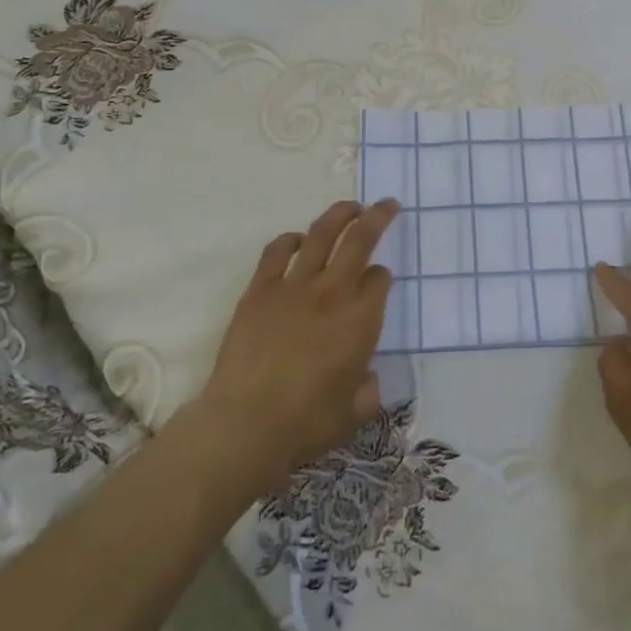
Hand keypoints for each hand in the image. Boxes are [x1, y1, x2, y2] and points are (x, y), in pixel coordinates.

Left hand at [193, 199, 399, 491]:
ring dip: (340, 215)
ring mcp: (293, 287)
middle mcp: (332, 293)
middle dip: (378, 218)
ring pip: (321, 234)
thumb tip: (367, 376)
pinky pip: (276, 252)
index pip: (380, 280)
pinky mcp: (259, 290)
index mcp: (361, 320)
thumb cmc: (306, 424)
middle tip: (386, 205)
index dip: (383, 276)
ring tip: (351, 207)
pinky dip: (290, 239)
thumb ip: (369, 389)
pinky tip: (297, 239)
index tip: (380, 280)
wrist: (244, 425)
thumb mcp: (355, 413)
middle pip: (360, 240)